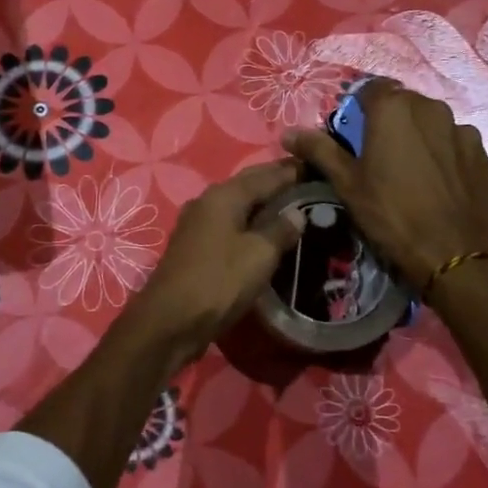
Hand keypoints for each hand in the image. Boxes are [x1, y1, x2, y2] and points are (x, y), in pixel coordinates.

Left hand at [122, 159, 304, 370]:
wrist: (170, 320)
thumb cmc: (219, 281)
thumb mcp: (259, 254)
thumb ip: (280, 229)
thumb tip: (297, 213)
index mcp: (224, 195)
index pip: (266, 175)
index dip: (292, 171)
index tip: (317, 167)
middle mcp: (207, 202)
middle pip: (248, 185)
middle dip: (276, 182)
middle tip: (308, 184)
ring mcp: (197, 225)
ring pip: (237, 205)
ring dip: (262, 204)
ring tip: (292, 207)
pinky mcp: (195, 247)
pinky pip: (229, 225)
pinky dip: (249, 223)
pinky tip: (263, 233)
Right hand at [283, 80, 487, 289]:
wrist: (451, 252)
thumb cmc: (390, 213)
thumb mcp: (346, 183)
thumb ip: (319, 150)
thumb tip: (288, 133)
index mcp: (393, 109)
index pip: (370, 88)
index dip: (358, 107)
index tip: (352, 134)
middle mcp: (431, 108)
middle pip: (403, 104)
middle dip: (389, 121)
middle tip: (377, 155)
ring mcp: (462, 130)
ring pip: (432, 124)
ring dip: (419, 137)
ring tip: (410, 171)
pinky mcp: (482, 155)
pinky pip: (456, 145)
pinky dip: (444, 156)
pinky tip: (437, 184)